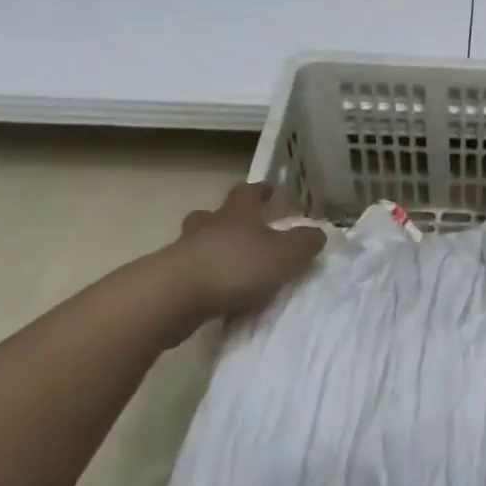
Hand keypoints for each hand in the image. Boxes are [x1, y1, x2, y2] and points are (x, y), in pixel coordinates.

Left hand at [161, 182, 325, 321]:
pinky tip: (214, 295)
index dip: (259, 190)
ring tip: (228, 267)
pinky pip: (189, 274)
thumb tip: (318, 233)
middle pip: (213, 215)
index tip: (269, 189)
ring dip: (211, 251)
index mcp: (237, 214)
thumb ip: (304, 243)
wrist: (174, 296)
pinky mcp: (167, 281)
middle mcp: (208, 227)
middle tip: (240, 228)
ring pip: (197, 244)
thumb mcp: (285, 255)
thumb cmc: (235, 266)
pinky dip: (201, 280)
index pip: (248, 192)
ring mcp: (182, 253)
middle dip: (226, 219)